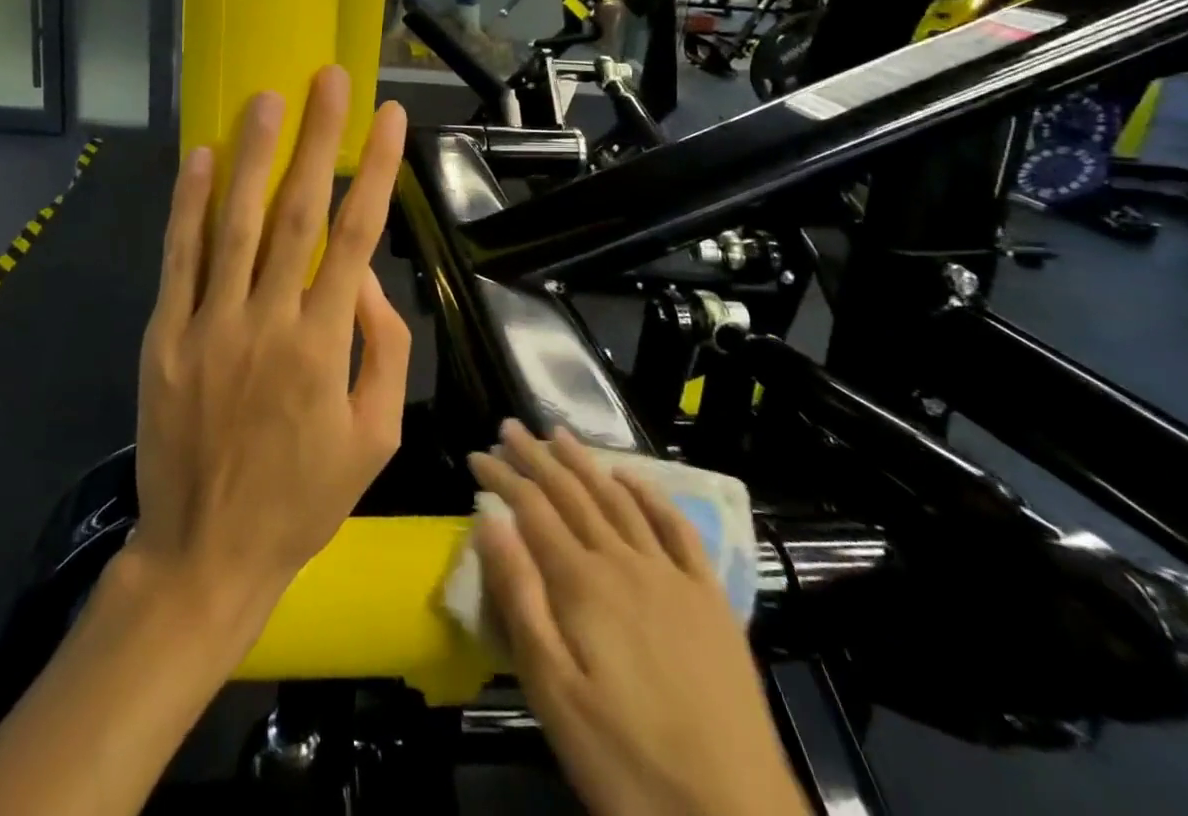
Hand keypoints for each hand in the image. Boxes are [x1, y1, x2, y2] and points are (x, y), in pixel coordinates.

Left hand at [126, 66, 411, 634]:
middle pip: (299, 211)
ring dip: (254, 155)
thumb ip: (383, 352)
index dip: (376, 170)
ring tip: (267, 99)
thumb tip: (366, 281)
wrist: (205, 553)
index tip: (389, 118)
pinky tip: (200, 158)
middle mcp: (268, 320)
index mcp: (324, 344)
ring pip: (235, 223)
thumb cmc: (302, 498)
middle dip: (319, 138)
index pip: (358, 235)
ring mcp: (209, 324)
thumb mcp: (376, 437)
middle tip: (329, 79)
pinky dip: (188, 205)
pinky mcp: (164, 336)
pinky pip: (178, 259)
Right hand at [470, 423, 809, 815]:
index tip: (477, 454)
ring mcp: (671, 575)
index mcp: (582, 584)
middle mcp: (624, 561)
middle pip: (572, 493)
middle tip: (510, 426)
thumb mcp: (552, 692)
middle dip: (536, 456)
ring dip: (585, 461)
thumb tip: (488, 521)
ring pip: (619, 499)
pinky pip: (677, 527)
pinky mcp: (710, 597)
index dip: (502, 477)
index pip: (532, 509)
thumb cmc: (627, 761)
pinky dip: (650, 493)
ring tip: (560, 434)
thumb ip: (519, 599)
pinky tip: (632, 477)